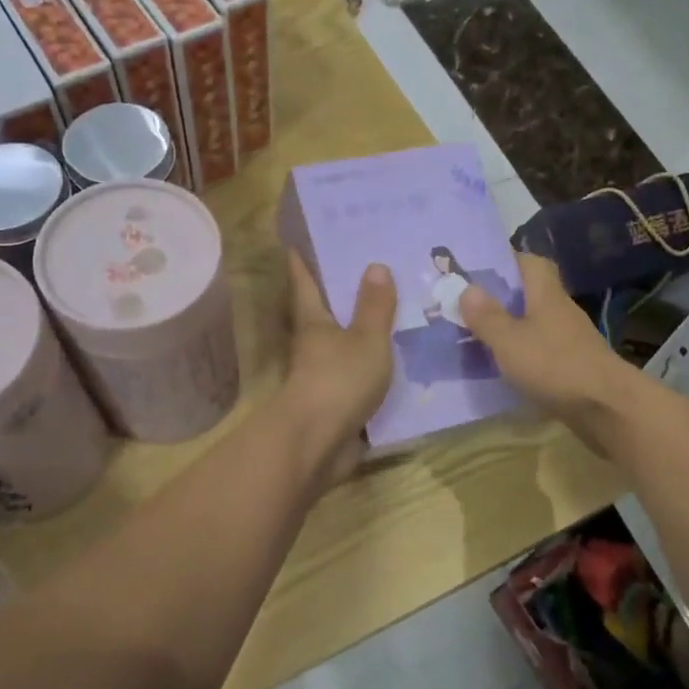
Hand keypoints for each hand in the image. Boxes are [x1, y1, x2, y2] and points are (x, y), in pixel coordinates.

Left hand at [280, 253, 396, 482]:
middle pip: (320, 317)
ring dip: (356, 337)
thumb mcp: (366, 339)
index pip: (305, 286)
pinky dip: (370, 371)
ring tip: (388, 319)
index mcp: (313, 324)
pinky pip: (355, 381)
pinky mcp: (334, 406)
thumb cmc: (339, 379)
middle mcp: (312, 348)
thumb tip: (375, 265)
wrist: (317, 442)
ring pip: (339, 350)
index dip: (301, 265)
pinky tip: (394, 366)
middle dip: (335, 299)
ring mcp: (321, 379)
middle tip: (362, 275)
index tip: (294, 246)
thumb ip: (374, 307)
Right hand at [459, 252, 642, 455]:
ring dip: (510, 328)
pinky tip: (502, 367)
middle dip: (501, 298)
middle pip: (530, 294)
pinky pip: (540, 350)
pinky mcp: (572, 365)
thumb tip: (466, 288)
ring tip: (476, 337)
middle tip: (467, 307)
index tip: (478, 271)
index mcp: (546, 294)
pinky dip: (521, 354)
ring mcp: (569, 339)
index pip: (530, 262)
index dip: (506, 261)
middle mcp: (559, 311)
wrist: (606, 407)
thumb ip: (487, 316)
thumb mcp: (509, 340)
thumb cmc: (554, 365)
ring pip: (534, 323)